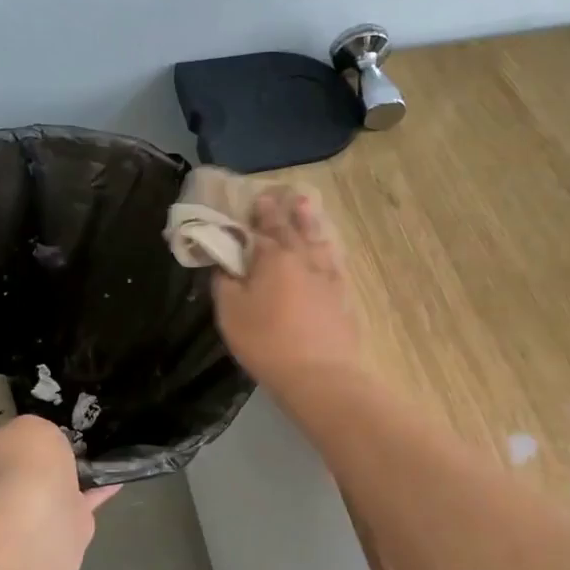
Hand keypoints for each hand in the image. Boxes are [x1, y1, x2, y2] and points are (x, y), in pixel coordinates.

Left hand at [0, 415, 120, 523]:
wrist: (43, 516)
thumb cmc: (21, 461)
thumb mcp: (26, 427)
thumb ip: (31, 431)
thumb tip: (39, 447)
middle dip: (13, 458)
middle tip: (39, 435)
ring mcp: (24, 513)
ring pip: (39, 489)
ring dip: (57, 477)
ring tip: (82, 451)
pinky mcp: (58, 527)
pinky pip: (79, 501)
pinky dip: (95, 491)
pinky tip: (115, 477)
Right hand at [213, 188, 362, 392]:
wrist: (319, 375)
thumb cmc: (266, 341)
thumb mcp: (231, 313)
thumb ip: (225, 283)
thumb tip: (225, 264)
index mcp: (274, 258)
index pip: (263, 230)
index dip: (258, 215)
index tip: (257, 199)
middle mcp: (304, 259)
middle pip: (293, 230)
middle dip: (285, 212)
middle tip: (285, 195)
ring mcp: (328, 278)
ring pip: (319, 241)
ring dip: (311, 223)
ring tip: (308, 206)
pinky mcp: (343, 298)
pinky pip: (335, 264)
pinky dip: (329, 251)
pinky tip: (329, 249)